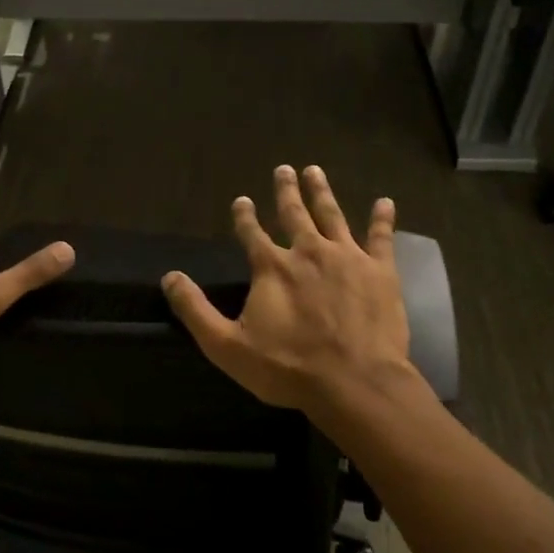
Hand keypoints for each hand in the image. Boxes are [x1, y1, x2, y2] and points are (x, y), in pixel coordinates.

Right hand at [161, 164, 417, 418]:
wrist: (355, 384)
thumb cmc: (288, 368)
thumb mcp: (227, 346)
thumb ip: (195, 310)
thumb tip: (169, 277)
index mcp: (272, 268)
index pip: (252, 233)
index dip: (244, 216)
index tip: (242, 200)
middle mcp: (308, 252)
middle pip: (294, 213)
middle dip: (286, 190)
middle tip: (284, 169)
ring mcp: (347, 258)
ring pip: (332, 215)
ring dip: (322, 192)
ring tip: (316, 171)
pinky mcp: (380, 272)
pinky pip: (381, 237)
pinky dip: (382, 218)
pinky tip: (385, 202)